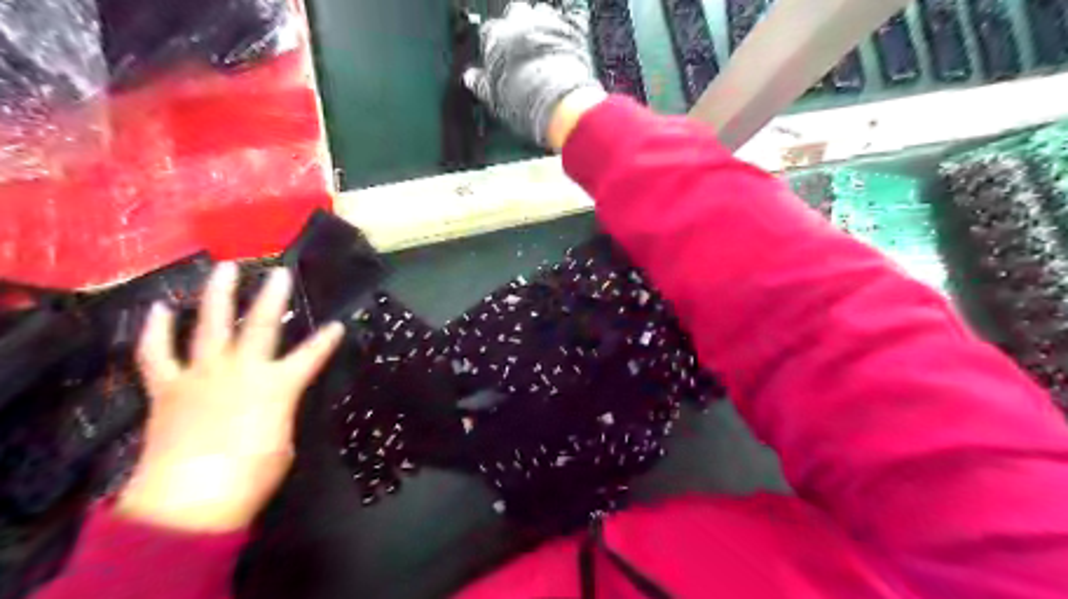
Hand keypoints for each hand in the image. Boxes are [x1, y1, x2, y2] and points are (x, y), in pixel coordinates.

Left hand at [122, 266, 346, 529]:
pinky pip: (157, 353)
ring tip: (224, 268)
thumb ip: (280, 411)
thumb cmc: (251, 476)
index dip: (327, 340)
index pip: (312, 355)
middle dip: (273, 297)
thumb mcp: (284, 441)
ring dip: (217, 295)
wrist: (189, 500)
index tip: (338, 325)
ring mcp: (201, 374)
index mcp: (278, 385)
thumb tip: (276, 400)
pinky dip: (156, 330)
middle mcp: (242, 369)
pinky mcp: (168, 387)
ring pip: (210, 325)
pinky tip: (160, 308)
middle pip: (260, 325)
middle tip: (279, 272)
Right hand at [466, 1, 603, 149]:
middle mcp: (520, 21)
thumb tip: (471, 79)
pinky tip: (567, 48)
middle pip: (516, 14)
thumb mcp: (493, 98)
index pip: (489, 33)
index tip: (499, 62)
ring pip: (542, 14)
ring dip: (542, 26)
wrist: (560, 103)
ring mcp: (548, 23)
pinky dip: (568, 32)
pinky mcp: (574, 30)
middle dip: (518, 28)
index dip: (494, 48)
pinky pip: (571, 22)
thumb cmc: (522, 102)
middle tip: (523, 52)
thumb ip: (480, 84)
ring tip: (545, 50)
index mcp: (496, 36)